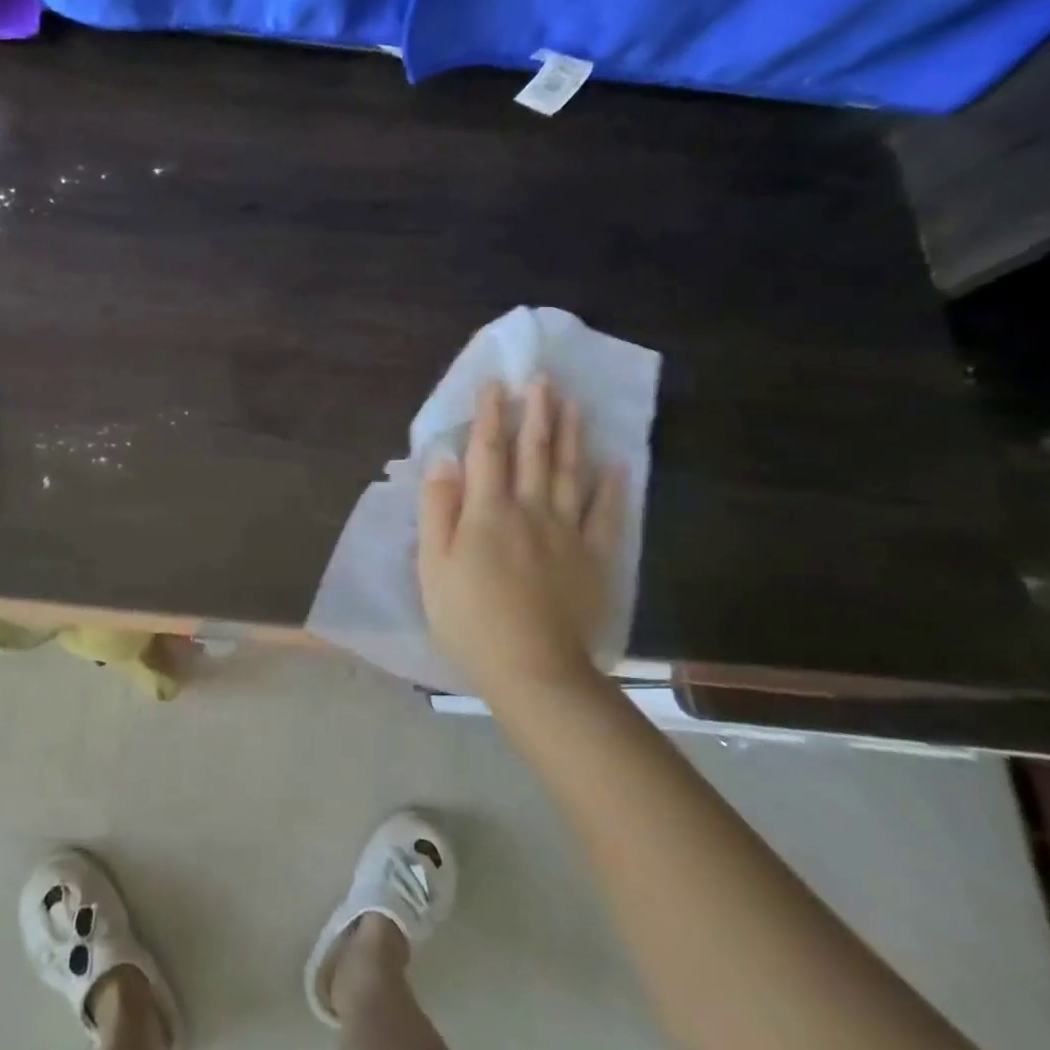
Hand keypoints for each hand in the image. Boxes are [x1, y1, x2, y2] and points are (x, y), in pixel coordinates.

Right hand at [418, 377, 624, 699]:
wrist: (533, 670)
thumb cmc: (470, 619)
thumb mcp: (433, 565)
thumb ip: (438, 509)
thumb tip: (443, 459)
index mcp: (488, 512)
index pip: (487, 452)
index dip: (489, 415)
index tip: (495, 382)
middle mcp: (530, 510)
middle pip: (534, 454)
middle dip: (537, 413)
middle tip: (544, 378)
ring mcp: (567, 533)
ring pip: (570, 474)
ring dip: (571, 436)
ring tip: (575, 404)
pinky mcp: (593, 559)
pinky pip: (606, 516)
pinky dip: (612, 489)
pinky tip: (616, 465)